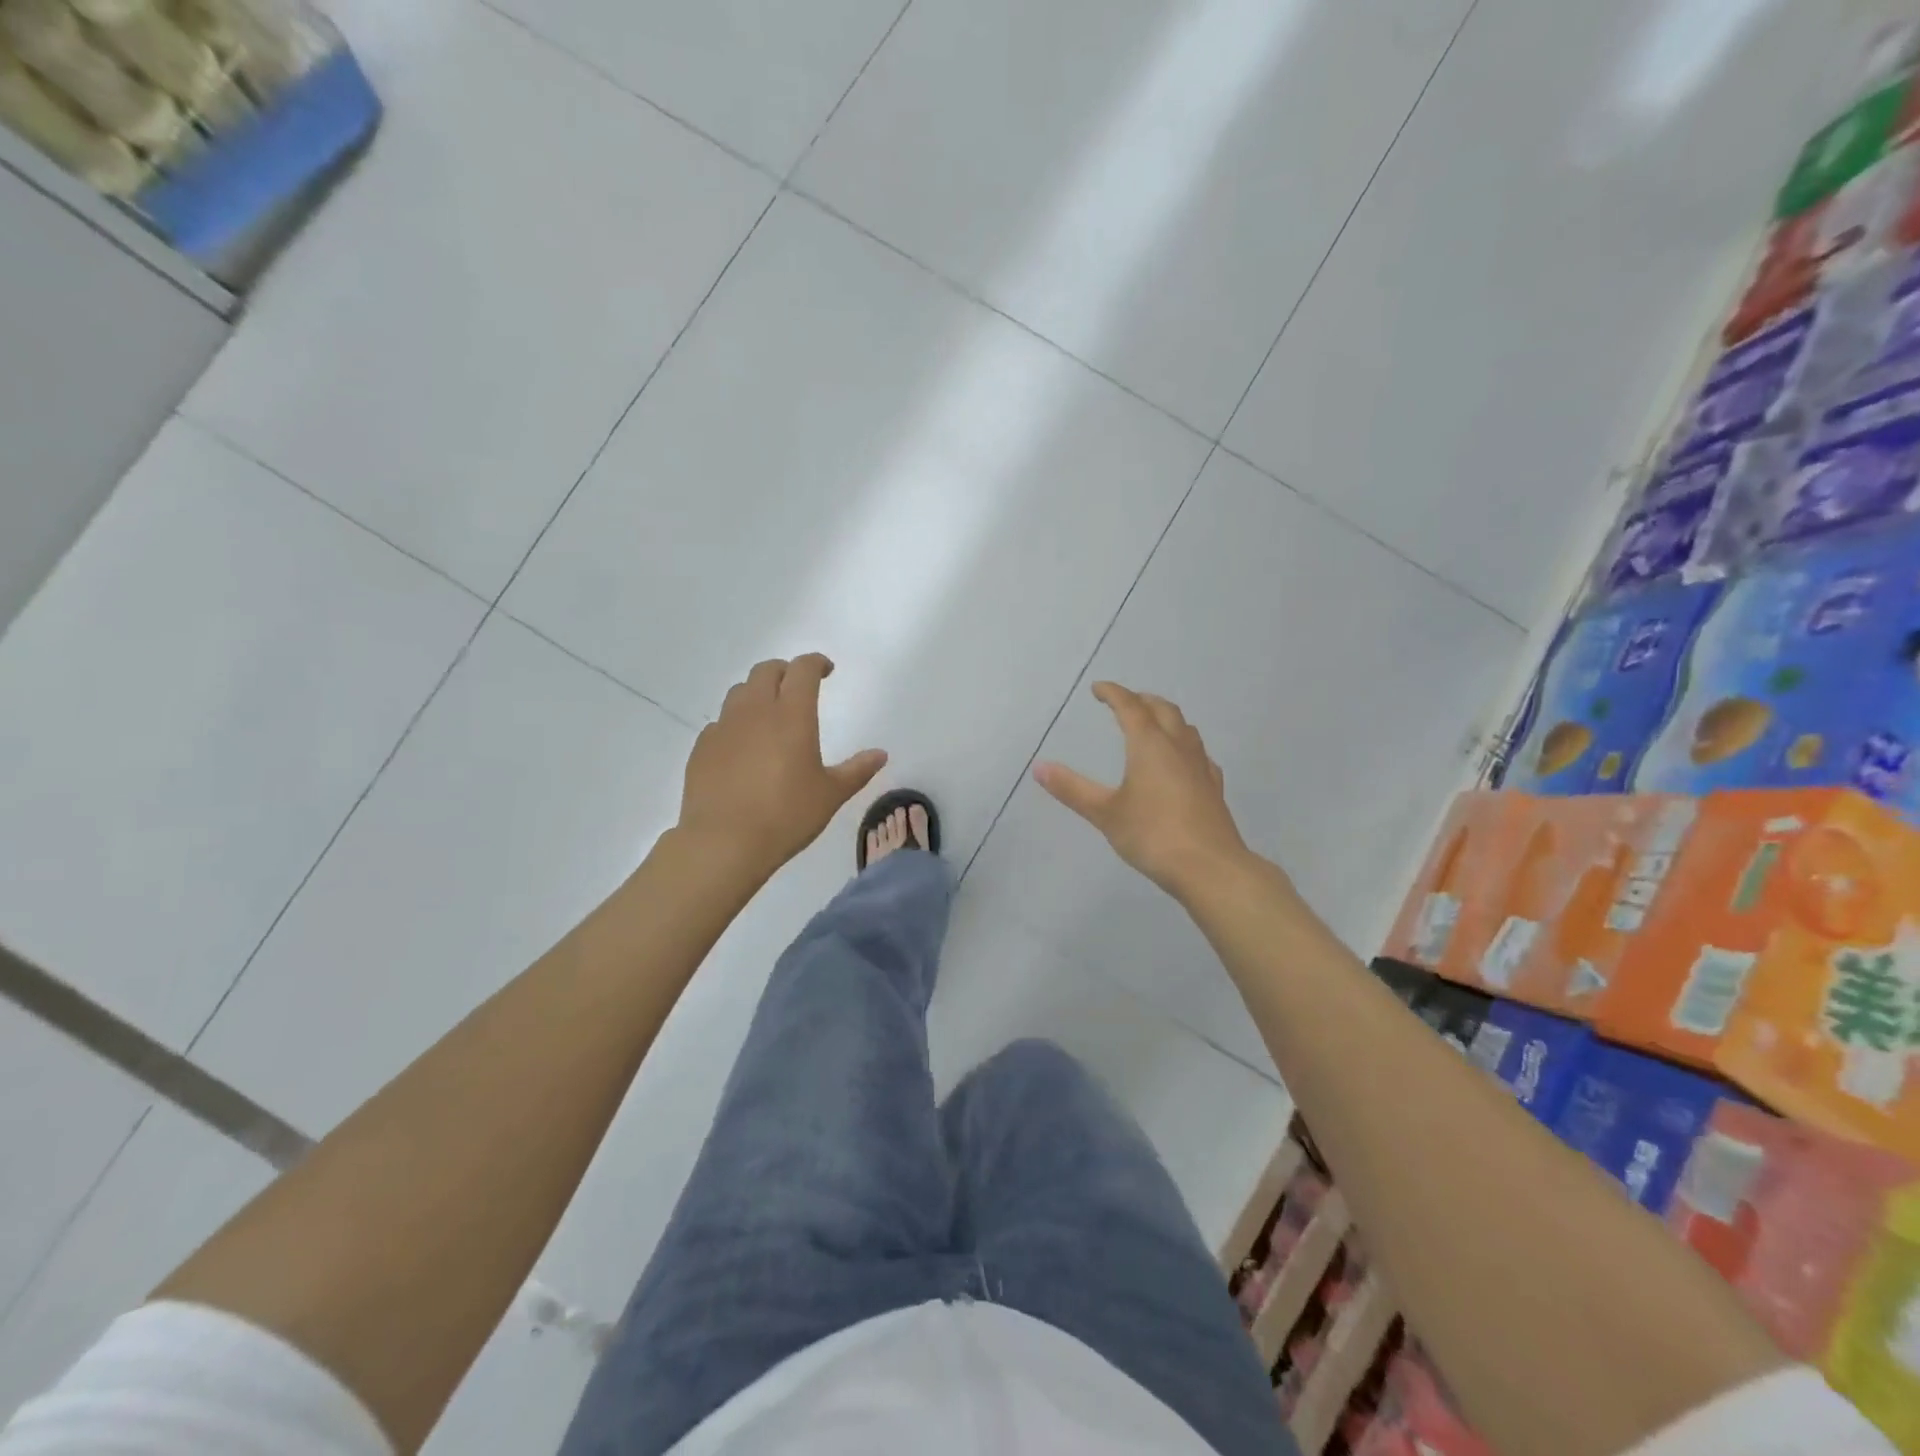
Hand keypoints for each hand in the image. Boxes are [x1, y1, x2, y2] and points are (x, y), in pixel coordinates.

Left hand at [678, 654, 886, 881]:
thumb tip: (880, 754)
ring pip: (739, 692)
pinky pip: (721, 722)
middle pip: (766, 671)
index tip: (827, 670)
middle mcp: (755, 711)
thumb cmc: (786, 815)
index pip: (802, 670)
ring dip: (757, 693)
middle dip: (785, 671)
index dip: (816, 663)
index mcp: (792, 715)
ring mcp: (724, 727)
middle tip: (798, 687)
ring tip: (769, 714)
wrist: (724, 842)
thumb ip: (857, 770)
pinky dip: (736, 723)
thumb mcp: (831, 795)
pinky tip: (743, 748)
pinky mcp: (702, 748)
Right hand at [1034, 682, 1249, 899]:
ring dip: (1166, 718)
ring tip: (1153, 725)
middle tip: (1125, 702)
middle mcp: (1178, 747)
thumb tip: (1039, 767)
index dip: (1113, 693)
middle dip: (1142, 700)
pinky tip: (1182, 762)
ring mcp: (1201, 767)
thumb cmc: (1152, 835)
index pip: (1130, 707)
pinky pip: (1199, 754)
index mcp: (1150, 745)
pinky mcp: (1214, 788)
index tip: (1098, 689)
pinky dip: (1185, 746)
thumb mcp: (1105, 813)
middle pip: (1163, 710)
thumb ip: (1072, 789)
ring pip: (1185, 728)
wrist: (1209, 868)